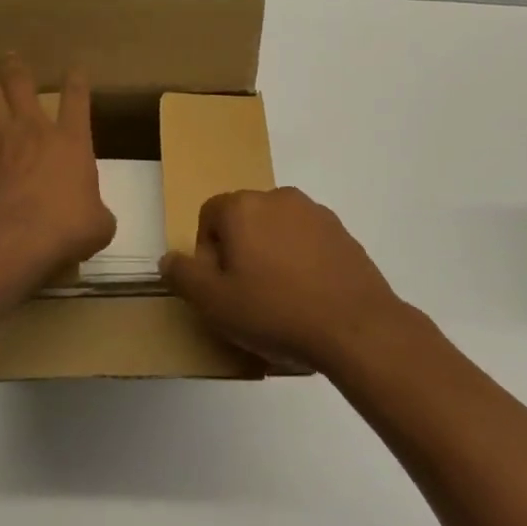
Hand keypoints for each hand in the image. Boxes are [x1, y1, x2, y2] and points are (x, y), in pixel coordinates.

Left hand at [0, 56, 115, 281]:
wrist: (15, 239)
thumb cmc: (65, 227)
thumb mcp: (98, 225)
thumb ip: (98, 215)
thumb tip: (96, 221)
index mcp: (70, 140)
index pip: (76, 98)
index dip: (76, 80)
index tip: (74, 68)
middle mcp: (32, 131)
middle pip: (21, 85)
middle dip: (16, 67)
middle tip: (9, 56)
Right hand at [158, 187, 403, 371]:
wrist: (357, 328)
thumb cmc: (275, 311)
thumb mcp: (214, 303)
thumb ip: (183, 275)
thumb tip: (169, 258)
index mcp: (243, 207)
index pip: (209, 215)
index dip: (207, 252)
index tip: (219, 286)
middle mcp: (278, 197)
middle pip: (244, 220)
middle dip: (240, 252)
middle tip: (247, 296)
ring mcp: (315, 213)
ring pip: (277, 230)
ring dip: (271, 255)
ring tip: (281, 300)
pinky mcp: (343, 233)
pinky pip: (308, 242)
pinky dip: (302, 262)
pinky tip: (309, 298)